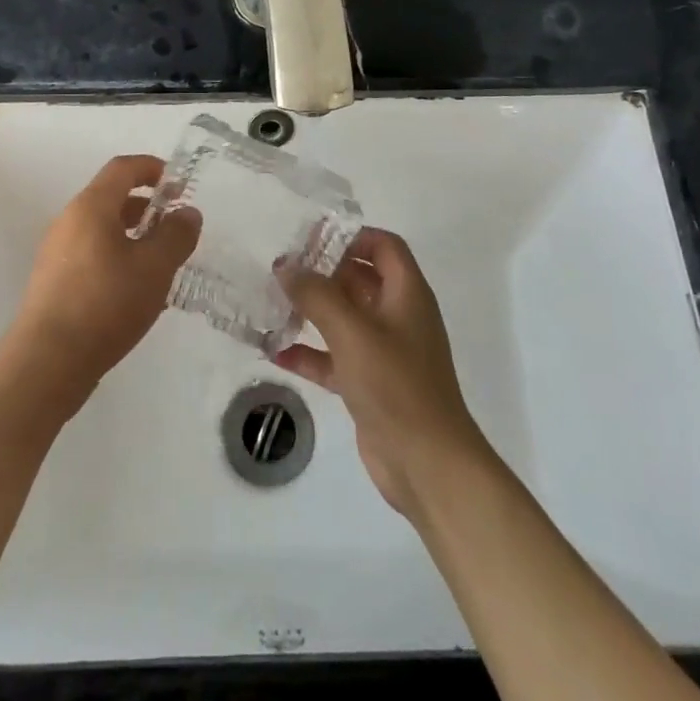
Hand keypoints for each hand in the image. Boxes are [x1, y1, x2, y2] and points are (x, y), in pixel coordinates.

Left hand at [9, 155, 200, 407]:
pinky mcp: (53, 281)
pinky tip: (135, 289)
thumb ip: (176, 235)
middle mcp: (69, 221)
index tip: (178, 184)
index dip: (152, 168)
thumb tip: (187, 212)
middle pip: (110, 197)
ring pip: (101, 228)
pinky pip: (91, 253)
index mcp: (91, 207)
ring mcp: (57, 252)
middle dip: (146, 205)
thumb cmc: (106, 303)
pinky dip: (117, 256)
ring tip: (160, 261)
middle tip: (175, 226)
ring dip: (133, 234)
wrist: (47, 361)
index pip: (123, 168)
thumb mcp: (154, 267)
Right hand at [274, 228, 491, 520]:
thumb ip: (317, 294)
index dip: (352, 235)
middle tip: (280, 267)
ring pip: (344, 318)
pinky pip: (334, 357)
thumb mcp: (352, 332)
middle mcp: (398, 316)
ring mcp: (384, 352)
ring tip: (271, 302)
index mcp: (406, 294)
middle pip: (360, 279)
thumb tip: (285, 266)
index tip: (311, 237)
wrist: (428, 465)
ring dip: (311, 311)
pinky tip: (275, 351)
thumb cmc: (396, 385)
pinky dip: (309, 352)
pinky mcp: (369, 384)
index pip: (383, 246)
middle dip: (322, 271)